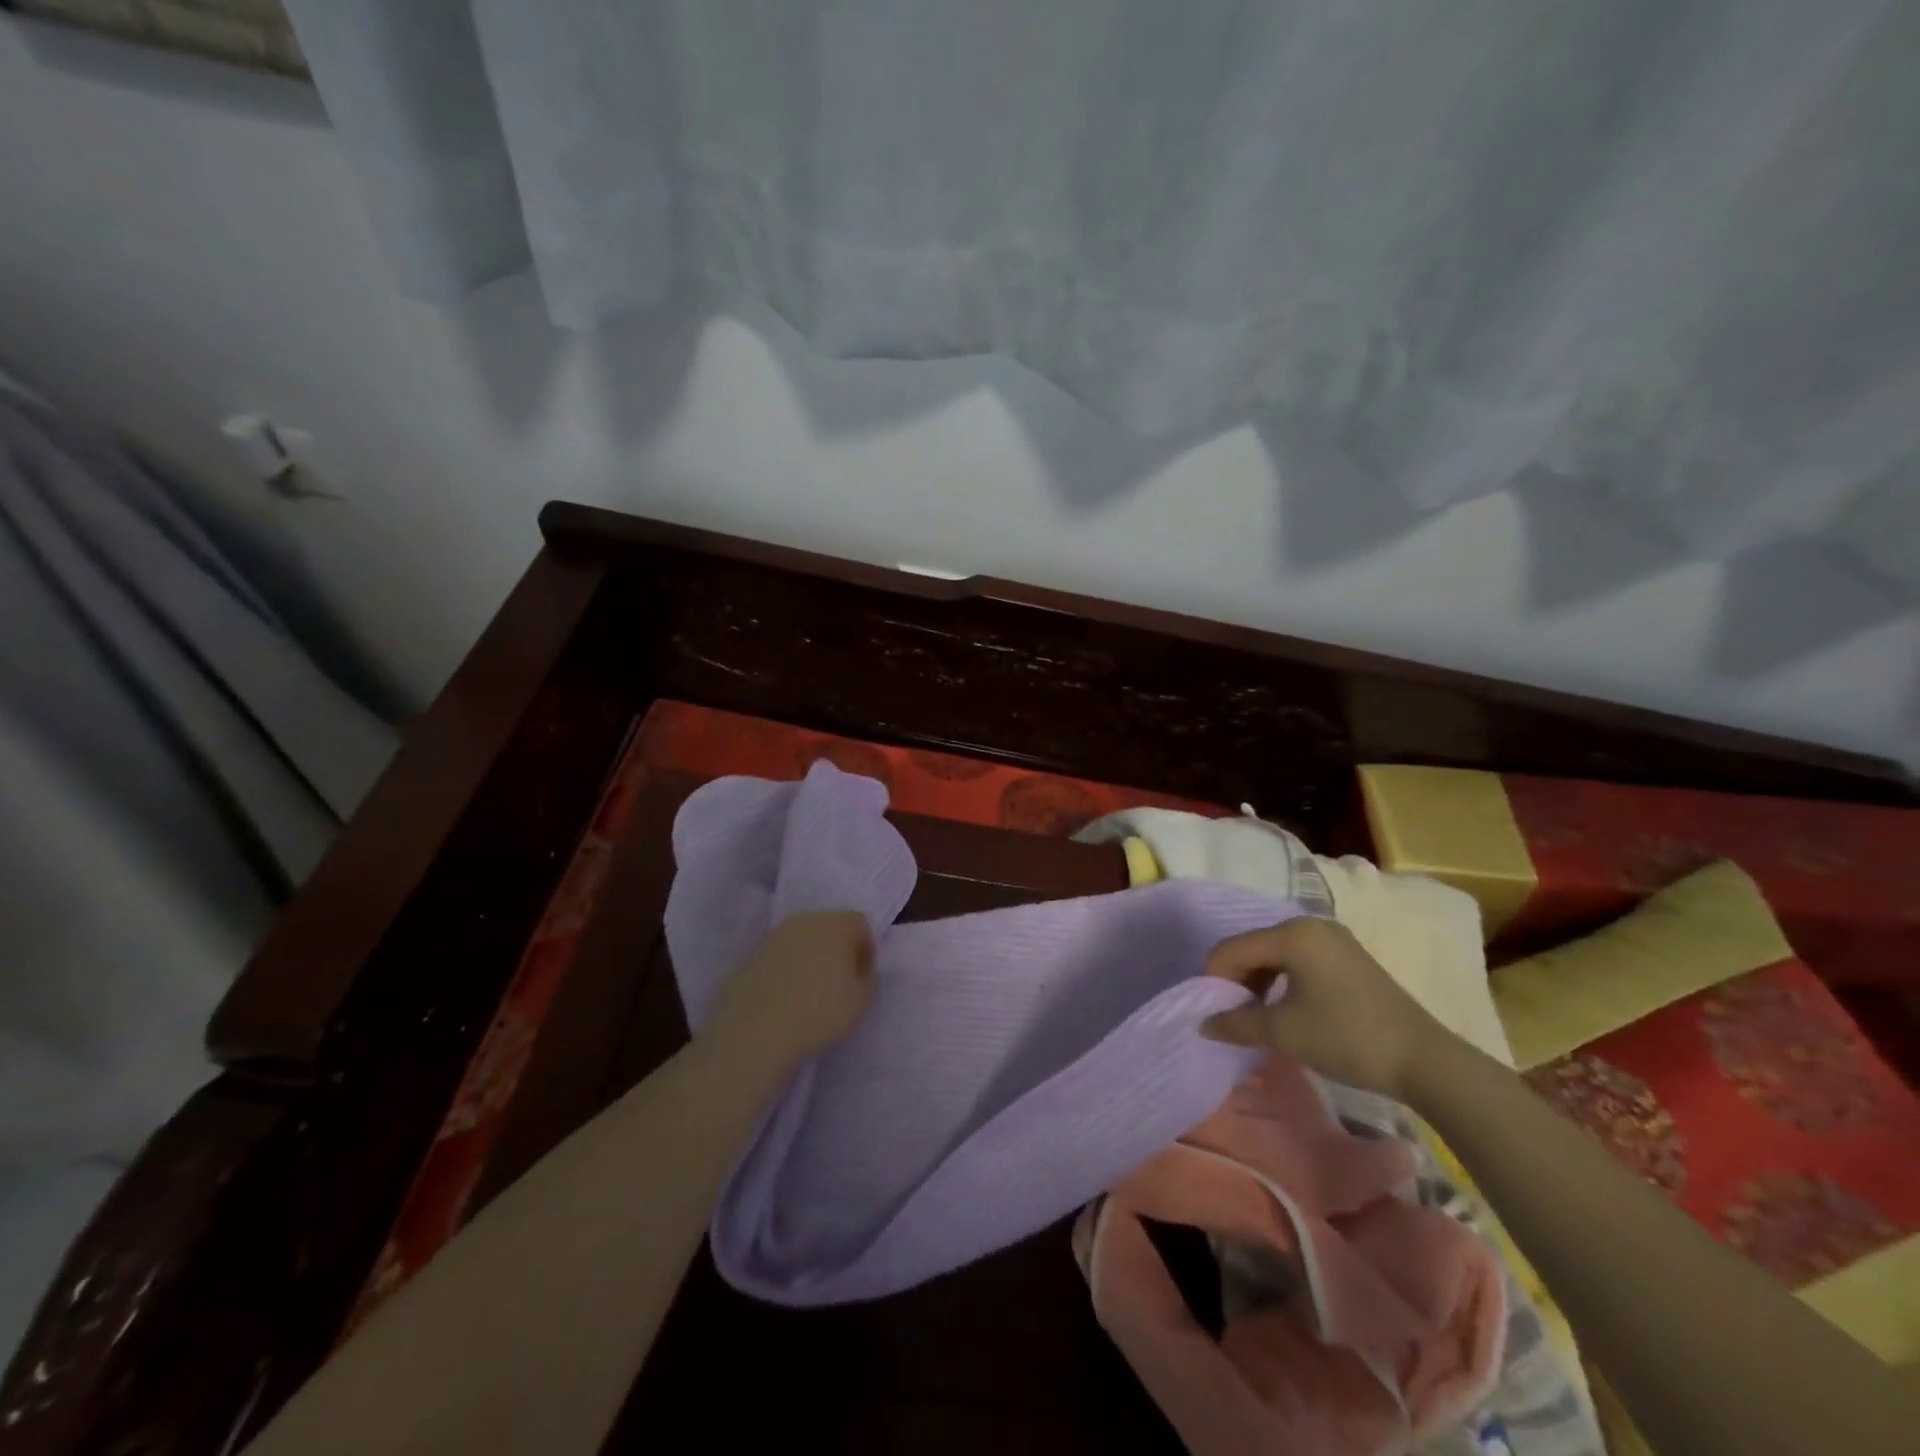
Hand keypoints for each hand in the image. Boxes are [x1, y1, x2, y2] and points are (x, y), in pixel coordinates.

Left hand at [705, 911, 875, 1076]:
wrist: (756, 1031)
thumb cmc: (819, 1011)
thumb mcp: (862, 1000)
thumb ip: (869, 977)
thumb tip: (861, 968)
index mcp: (835, 923)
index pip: (860, 924)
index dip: (866, 949)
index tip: (863, 976)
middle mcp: (805, 920)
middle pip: (830, 927)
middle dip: (838, 949)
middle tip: (840, 983)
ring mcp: (774, 936)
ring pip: (803, 941)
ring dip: (811, 958)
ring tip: (811, 992)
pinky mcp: (751, 956)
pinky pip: (781, 958)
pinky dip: (788, 971)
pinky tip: (786, 998)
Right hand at [1198, 917, 1453, 1099]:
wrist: (1425, 1061)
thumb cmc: (1347, 1037)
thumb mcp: (1284, 1032)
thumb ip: (1236, 1023)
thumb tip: (1203, 1024)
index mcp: (1293, 933)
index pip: (1233, 948)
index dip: (1213, 978)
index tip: (1208, 1012)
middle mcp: (1311, 925)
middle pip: (1253, 946)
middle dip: (1235, 980)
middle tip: (1229, 1016)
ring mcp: (1334, 940)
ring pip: (1276, 954)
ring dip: (1257, 982)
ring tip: (1254, 1017)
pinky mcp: (1348, 958)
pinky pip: (1299, 960)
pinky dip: (1281, 982)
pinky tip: (1283, 1010)